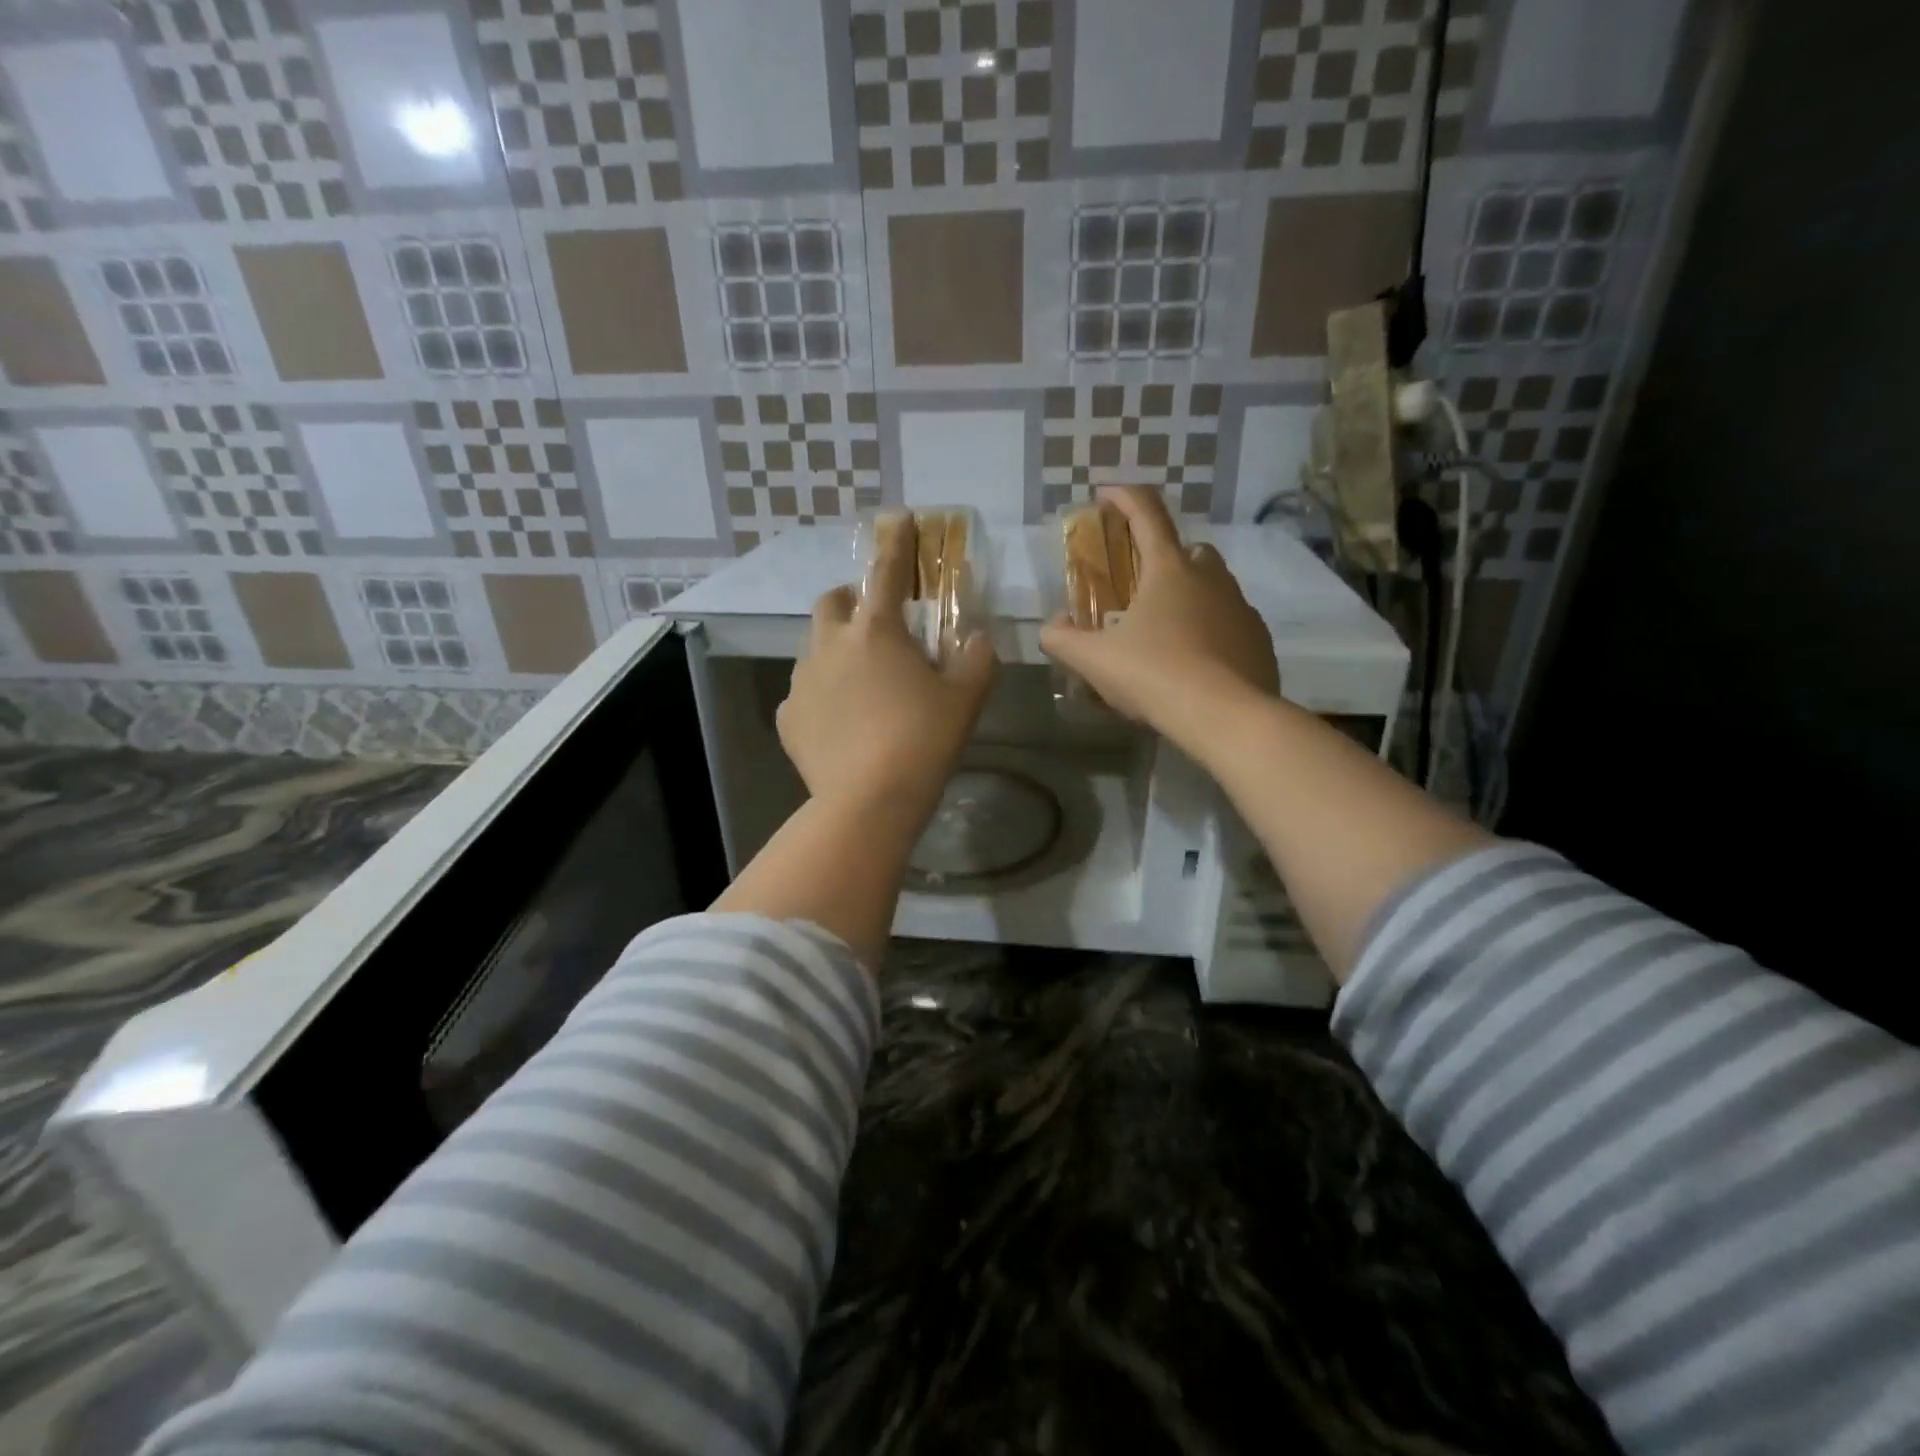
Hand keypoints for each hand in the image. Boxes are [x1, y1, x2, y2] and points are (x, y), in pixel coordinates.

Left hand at [778, 521, 996, 815]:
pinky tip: (841, 724)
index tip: (896, 519)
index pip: (886, 571)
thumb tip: (980, 638)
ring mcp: (803, 681)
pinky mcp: (789, 717)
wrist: (869, 801)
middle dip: (852, 601)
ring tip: (861, 684)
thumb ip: (977, 659)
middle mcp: (831, 644)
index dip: (895, 543)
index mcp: (877, 631)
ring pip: (815, 647)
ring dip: (837, 650)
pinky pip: (804, 693)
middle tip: (876, 625)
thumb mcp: (966, 699)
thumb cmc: (924, 741)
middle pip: (833, 601)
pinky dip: (823, 696)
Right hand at [1040, 487, 1278, 743]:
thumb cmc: (1154, 675)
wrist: (1225, 716)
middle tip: (1141, 586)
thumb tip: (1050, 628)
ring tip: (1167, 630)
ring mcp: (1241, 608)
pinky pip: (1231, 623)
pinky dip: (1212, 630)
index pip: (1147, 514)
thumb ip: (1063, 640)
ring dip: (1191, 595)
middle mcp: (1211, 578)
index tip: (1107, 494)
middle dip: (1165, 557)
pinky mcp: (1258, 640)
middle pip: (1189, 550)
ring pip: (1215, 586)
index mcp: (1169, 570)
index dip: (1124, 498)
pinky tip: (1196, 662)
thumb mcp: (1094, 661)